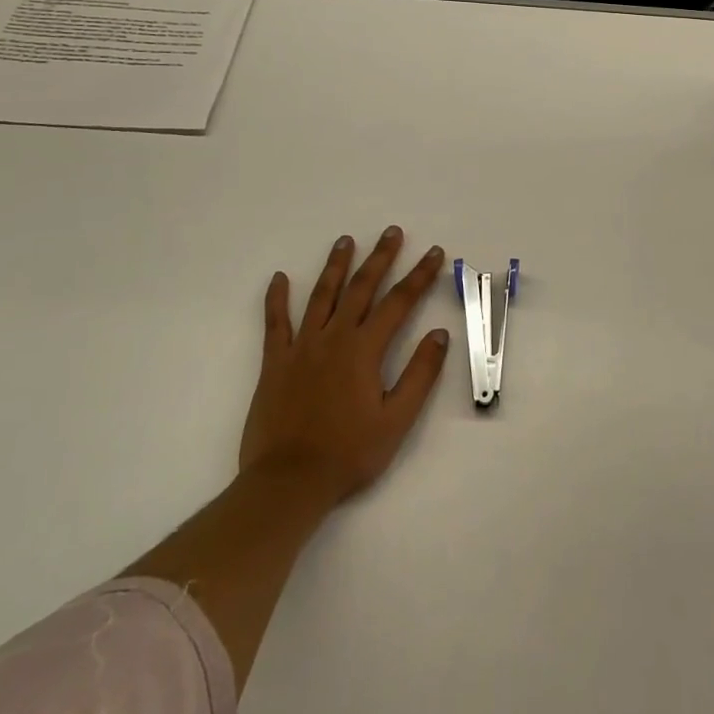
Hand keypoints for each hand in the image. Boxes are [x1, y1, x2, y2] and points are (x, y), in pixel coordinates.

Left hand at [239, 227, 449, 508]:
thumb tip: (439, 333)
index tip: (434, 253)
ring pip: (321, 296)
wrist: (288, 482)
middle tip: (392, 231)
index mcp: (365, 349)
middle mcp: (334, 337)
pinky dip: (276, 299)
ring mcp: (301, 347)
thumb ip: (420, 374)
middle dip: (380, 257)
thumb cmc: (349, 454)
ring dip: (335, 266)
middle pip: (361, 288)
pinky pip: (275, 323)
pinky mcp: (274, 363)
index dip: (419, 275)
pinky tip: (279, 278)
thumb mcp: (397, 420)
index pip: (399, 302)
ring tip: (345, 240)